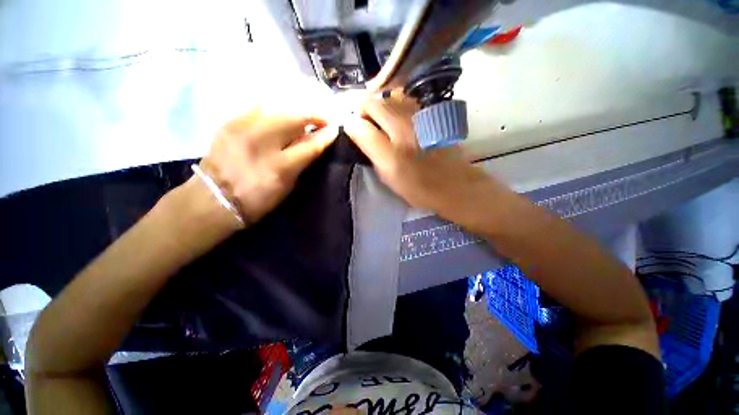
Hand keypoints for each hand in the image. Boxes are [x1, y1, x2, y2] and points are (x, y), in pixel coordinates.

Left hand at [199, 110, 337, 226]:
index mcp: (279, 167)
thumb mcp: (286, 186)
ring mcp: (243, 129)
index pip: (310, 145)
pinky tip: (279, 116)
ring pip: (277, 108)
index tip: (335, 129)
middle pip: (294, 118)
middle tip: (322, 119)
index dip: (325, 136)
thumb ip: (301, 162)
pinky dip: (274, 111)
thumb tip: (313, 142)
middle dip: (313, 115)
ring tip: (303, 116)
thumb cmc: (257, 199)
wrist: (214, 198)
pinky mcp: (230, 122)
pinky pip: (258, 108)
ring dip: (295, 111)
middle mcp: (262, 143)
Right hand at [344, 95, 508, 232]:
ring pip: (390, 98)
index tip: (354, 131)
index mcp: (394, 129)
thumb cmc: (417, 183)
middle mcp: (406, 114)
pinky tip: (397, 125)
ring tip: (381, 127)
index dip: (354, 118)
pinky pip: (405, 102)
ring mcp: (419, 112)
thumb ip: (368, 143)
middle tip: (367, 130)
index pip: (363, 110)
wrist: (453, 185)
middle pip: (376, 100)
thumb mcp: (387, 170)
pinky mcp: (429, 115)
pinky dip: (395, 108)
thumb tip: (352, 123)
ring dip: (380, 108)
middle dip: (365, 111)